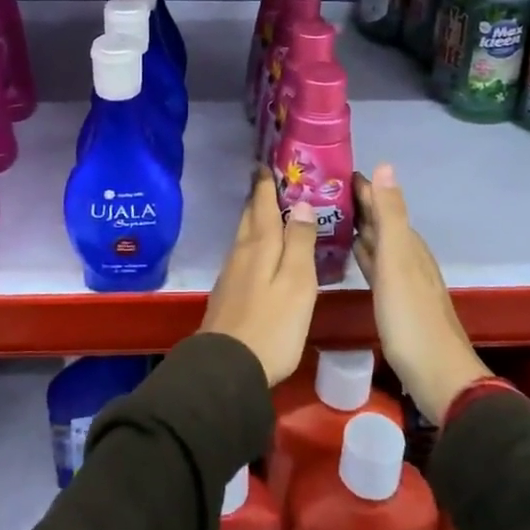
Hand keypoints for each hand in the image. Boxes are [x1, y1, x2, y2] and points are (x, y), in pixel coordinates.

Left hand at [199, 170, 318, 386]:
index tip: (266, 162)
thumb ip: (300, 242)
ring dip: (255, 218)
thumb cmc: (272, 324)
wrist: (228, 368)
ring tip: (269, 210)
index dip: (265, 183)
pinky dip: (254, 242)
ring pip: (244, 235)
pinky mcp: (229, 294)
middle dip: (258, 197)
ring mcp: (232, 274)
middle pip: (249, 217)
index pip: (262, 204)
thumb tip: (301, 203)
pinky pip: (243, 254)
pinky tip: (261, 251)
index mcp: (260, 245)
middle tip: (268, 179)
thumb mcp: (296, 282)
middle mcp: (242, 252)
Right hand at [352, 164, 489, 424]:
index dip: (362, 187)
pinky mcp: (395, 302)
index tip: (332, 171)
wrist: (437, 375)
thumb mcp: (397, 261)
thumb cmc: (411, 317)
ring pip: (377, 244)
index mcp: (408, 243)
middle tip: (321, 191)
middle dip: (357, 205)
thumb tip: (384, 165)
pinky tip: (350, 255)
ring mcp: (403, 280)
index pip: (383, 204)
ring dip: (358, 229)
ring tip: (329, 216)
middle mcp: (407, 256)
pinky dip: (362, 254)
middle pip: (380, 223)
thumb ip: (390, 215)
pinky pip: (375, 266)